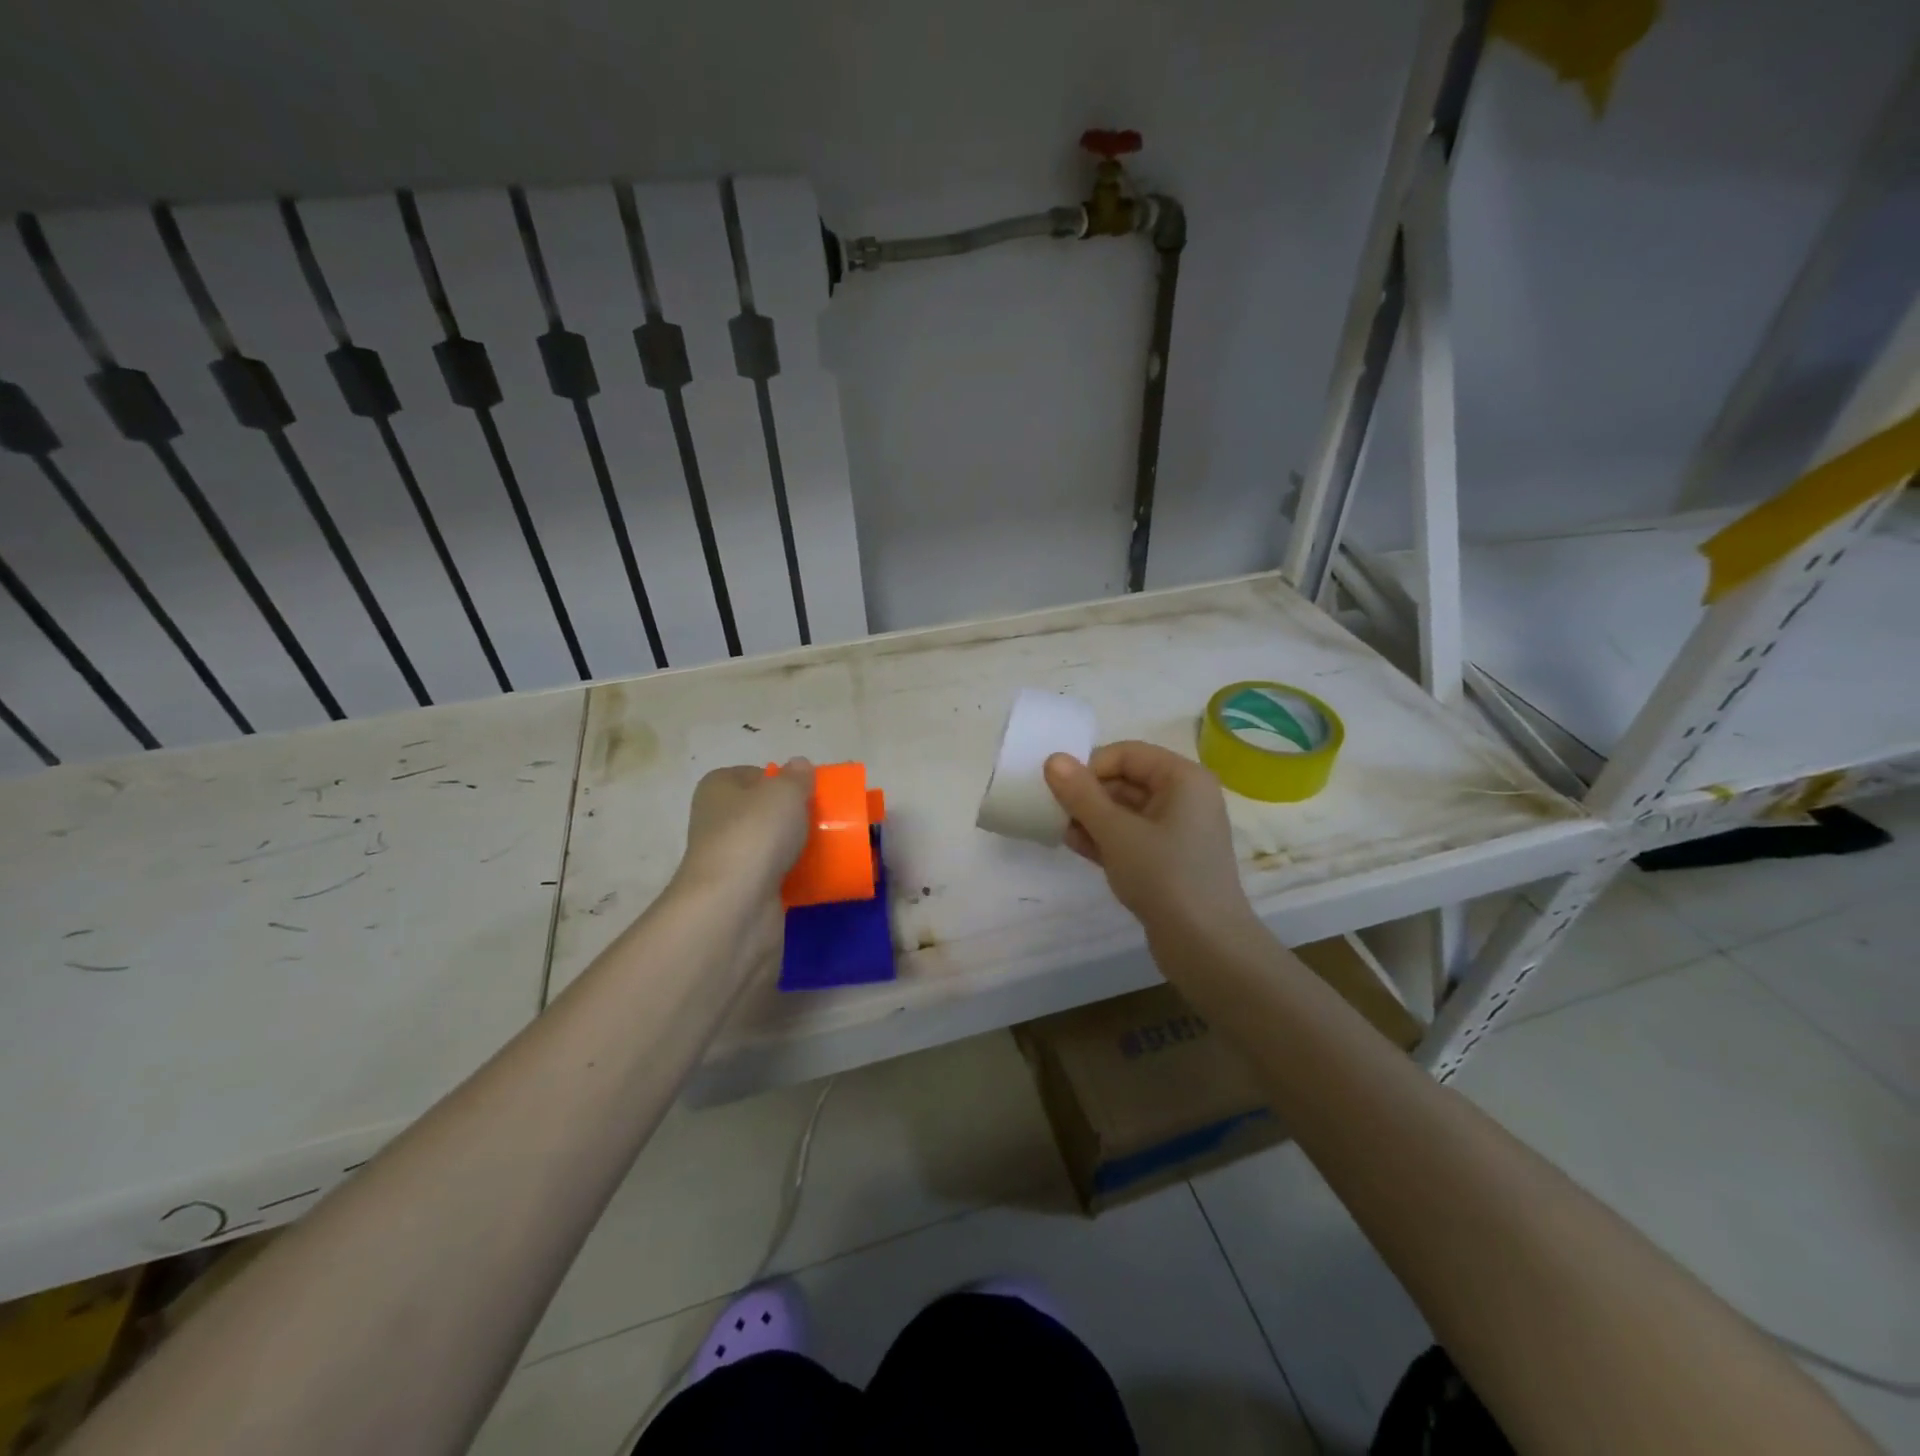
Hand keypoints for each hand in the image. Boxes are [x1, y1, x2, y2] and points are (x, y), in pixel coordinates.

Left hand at [675, 758, 814, 902]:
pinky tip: (818, 875)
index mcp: (718, 788)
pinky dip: (795, 876)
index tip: (811, 791)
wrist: (734, 905)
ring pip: (769, 845)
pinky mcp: (742, 891)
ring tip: (829, 846)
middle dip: (792, 815)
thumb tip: (799, 765)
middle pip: (763, 811)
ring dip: (795, 847)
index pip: (753, 774)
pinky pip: (775, 876)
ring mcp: (728, 858)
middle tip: (825, 818)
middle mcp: (717, 820)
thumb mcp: (785, 792)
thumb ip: (797, 776)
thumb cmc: (756, 833)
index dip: (782, 779)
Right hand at [1044, 742, 1255, 936]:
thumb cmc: (1164, 876)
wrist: (1206, 946)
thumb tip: (1053, 759)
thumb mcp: (1116, 832)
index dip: (1091, 767)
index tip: (1062, 791)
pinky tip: (1077, 846)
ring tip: (1062, 831)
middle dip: (1089, 795)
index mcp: (1184, 778)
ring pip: (1126, 811)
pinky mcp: (1170, 859)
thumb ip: (1082, 794)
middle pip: (1127, 780)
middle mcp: (1186, 797)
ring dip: (1092, 818)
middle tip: (1055, 812)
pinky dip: (1106, 838)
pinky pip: (1133, 836)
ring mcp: (1179, 830)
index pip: (1127, 754)